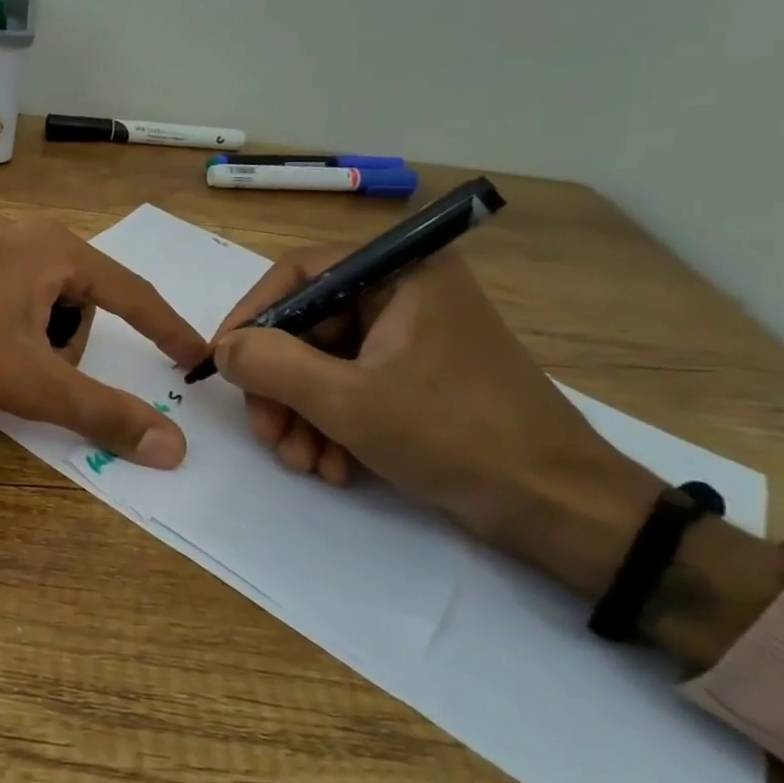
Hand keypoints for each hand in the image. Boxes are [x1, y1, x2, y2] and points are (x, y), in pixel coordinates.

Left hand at [0, 217, 206, 468]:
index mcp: (57, 250)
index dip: (166, 330)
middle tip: (30, 376)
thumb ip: (102, 412)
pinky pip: (2, 295)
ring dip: (32, 341)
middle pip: (79, 302)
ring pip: (39, 301)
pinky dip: (3, 327)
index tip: (193, 357)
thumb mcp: (32, 381)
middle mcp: (25, 233)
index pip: (133, 293)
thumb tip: (173, 448)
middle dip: (66, 348)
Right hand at [211, 247, 664, 597]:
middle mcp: (406, 295)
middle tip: (268, 435)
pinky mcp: (419, 379)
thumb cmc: (454, 436)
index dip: (252, 316)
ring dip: (302, 415)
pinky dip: (333, 425)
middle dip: (280, 386)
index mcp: (400, 274)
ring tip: (304, 463)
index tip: (223, 362)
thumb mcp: (345, 400)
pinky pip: (353, 387)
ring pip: (325, 364)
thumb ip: (271, 364)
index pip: (300, 273)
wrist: (561, 509)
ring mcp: (413, 339)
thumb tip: (223, 347)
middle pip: (309, 327)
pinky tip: (334, 467)